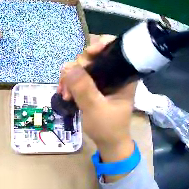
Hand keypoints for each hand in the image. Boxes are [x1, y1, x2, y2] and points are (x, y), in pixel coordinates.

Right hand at [58, 35, 135, 161]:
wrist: (109, 144)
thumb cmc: (108, 128)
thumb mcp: (96, 109)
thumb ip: (84, 88)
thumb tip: (67, 67)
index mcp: (124, 75)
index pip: (115, 48)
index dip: (100, 45)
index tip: (88, 55)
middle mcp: (114, 72)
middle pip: (94, 55)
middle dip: (79, 66)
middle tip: (69, 83)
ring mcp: (103, 78)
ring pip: (84, 65)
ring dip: (71, 76)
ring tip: (64, 93)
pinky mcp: (95, 85)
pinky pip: (79, 75)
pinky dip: (70, 81)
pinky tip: (64, 92)